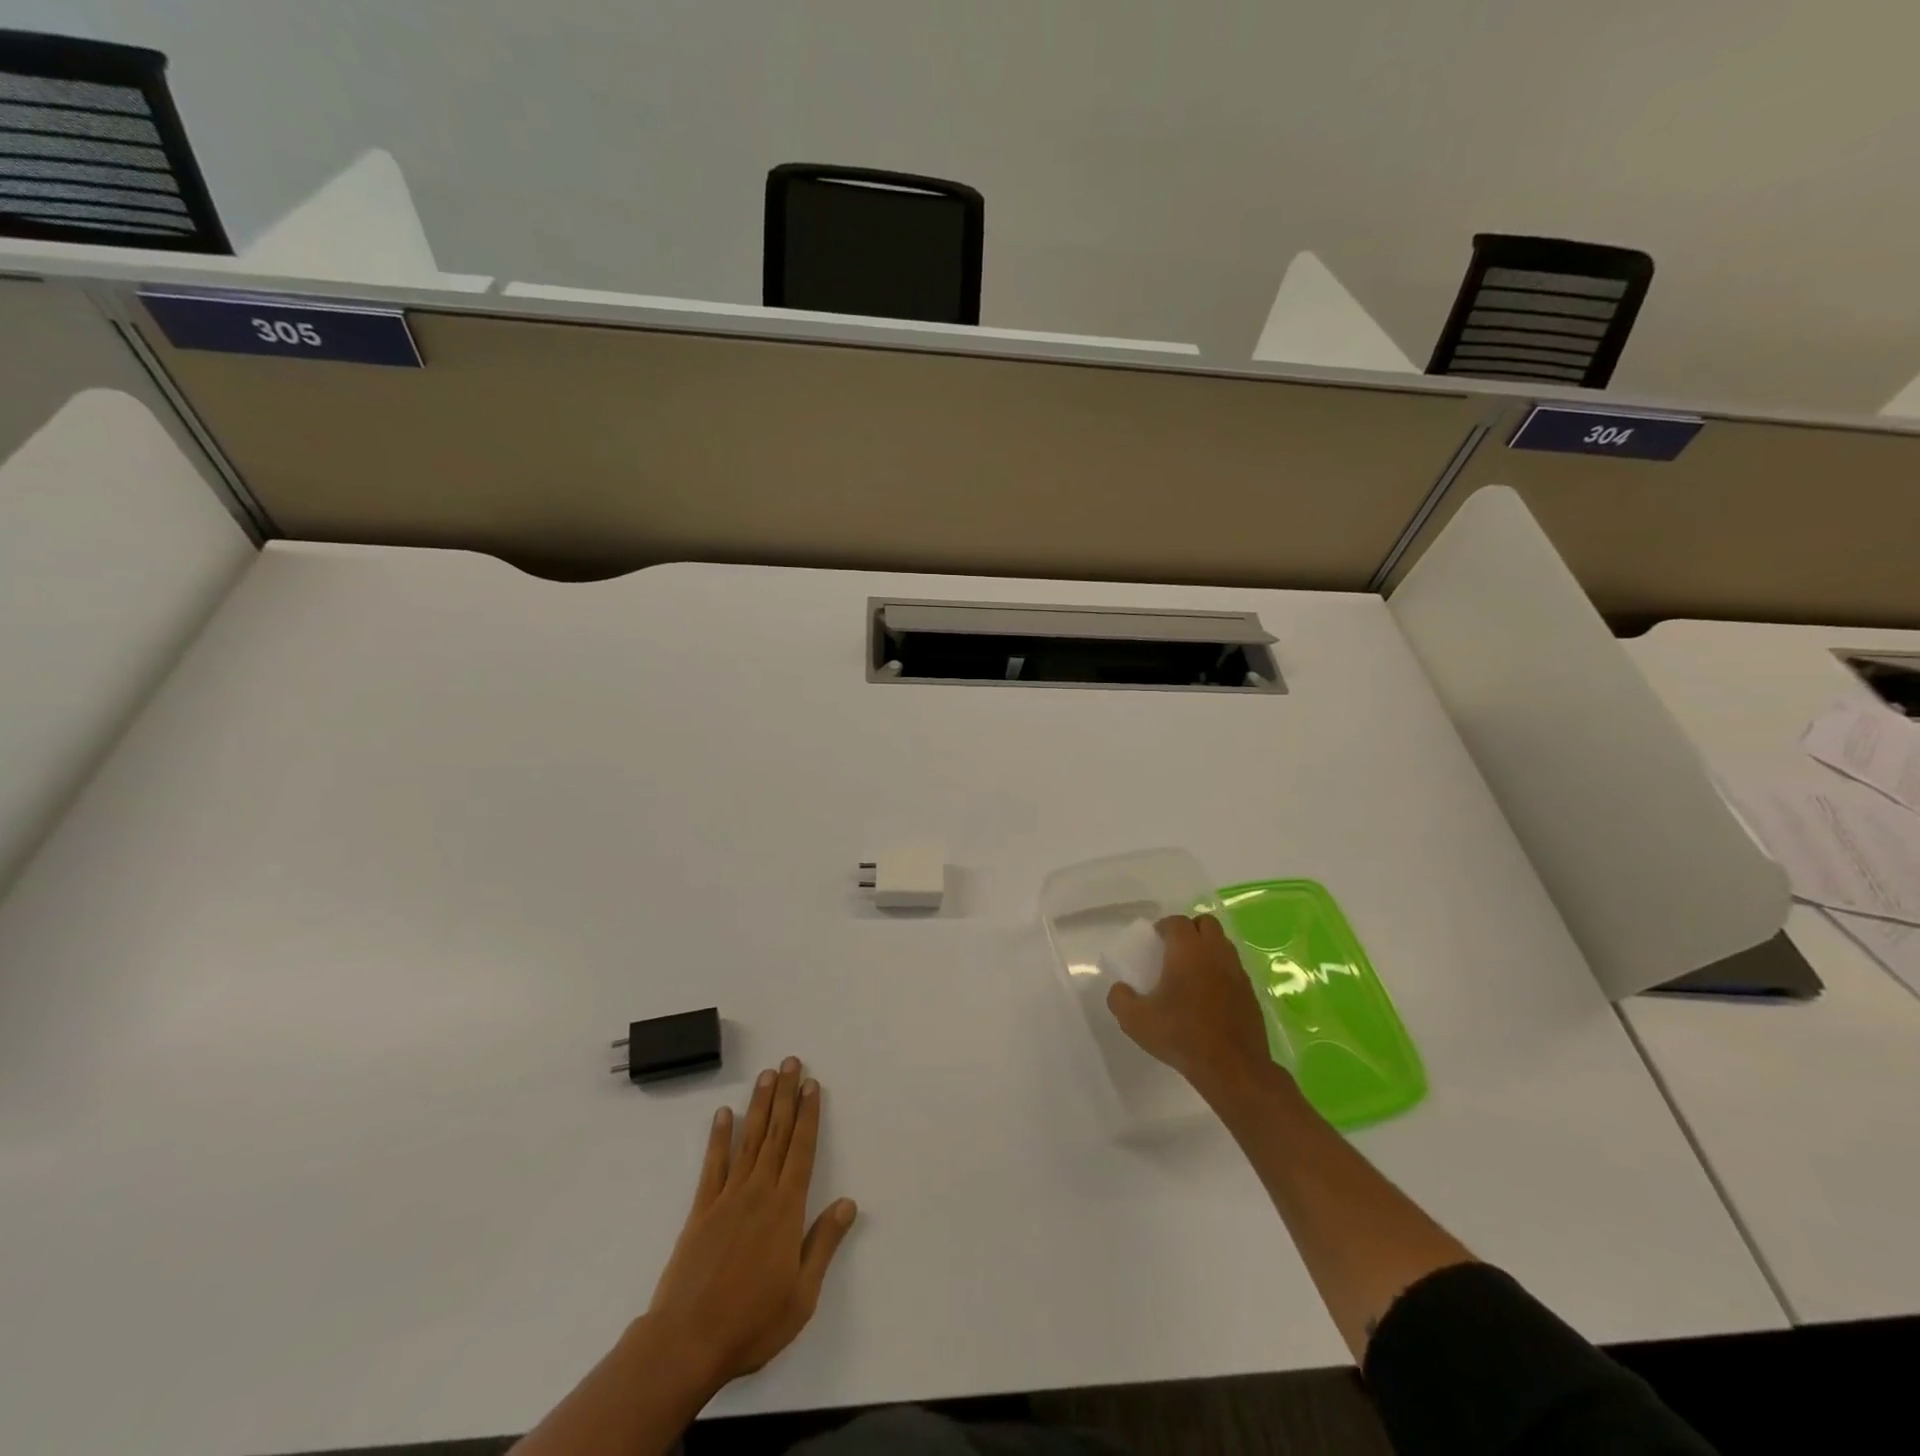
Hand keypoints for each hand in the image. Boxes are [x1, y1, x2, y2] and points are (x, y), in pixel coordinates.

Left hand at [647, 1057, 857, 1386]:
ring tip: (766, 1075)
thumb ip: (824, 1243)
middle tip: (791, 1062)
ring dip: (758, 1105)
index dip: (808, 1115)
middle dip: (786, 1096)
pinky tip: (723, 1115)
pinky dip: (719, 1137)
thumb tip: (848, 1203)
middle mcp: (759, 1192)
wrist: (686, 1342)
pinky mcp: (700, 1211)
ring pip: (748, 1140)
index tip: (812, 1085)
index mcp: (786, 1209)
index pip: (802, 1150)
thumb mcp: (802, 1294)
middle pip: (776, 1133)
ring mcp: (726, 1198)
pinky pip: (713, 1165)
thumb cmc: (752, 1323)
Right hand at [1108, 914, 1274, 1095]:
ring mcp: (1237, 971)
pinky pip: (1234, 969)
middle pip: (1206, 923)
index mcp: (1187, 950)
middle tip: (1174, 950)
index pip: (1177, 921)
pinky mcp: (1251, 993)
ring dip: (1207, 948)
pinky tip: (1209, 994)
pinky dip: (1221, 971)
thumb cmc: (1181, 1035)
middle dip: (1190, 929)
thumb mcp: (1136, 1020)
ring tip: (1191, 971)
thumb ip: (1120, 999)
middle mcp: (1215, 952)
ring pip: (1223, 944)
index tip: (1154, 941)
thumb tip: (1119, 989)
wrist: (1232, 1068)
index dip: (1164, 927)